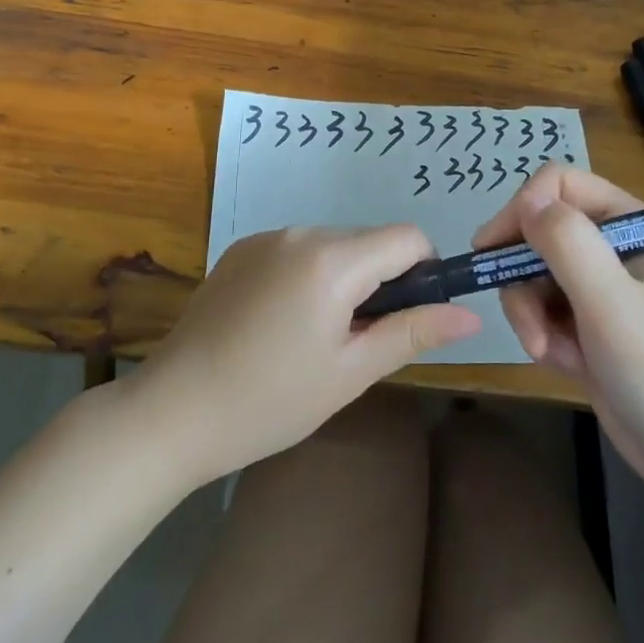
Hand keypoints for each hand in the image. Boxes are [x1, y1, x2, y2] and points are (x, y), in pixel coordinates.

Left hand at [129, 225, 480, 486]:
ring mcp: (266, 237)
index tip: (410, 317)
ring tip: (315, 337)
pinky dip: (309, 275)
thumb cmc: (270, 401)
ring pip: (333, 245)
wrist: (172, 410)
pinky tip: (281, 323)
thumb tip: (471, 314)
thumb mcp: (350, 373)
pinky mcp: (240, 248)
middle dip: (381, 280)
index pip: (407, 237)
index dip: (424, 272)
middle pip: (369, 240)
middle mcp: (301, 232)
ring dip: (344, 279)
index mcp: (332, 259)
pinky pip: (297, 249)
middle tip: (358, 341)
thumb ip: (412, 332)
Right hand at [475, 164, 643, 483]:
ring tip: (545, 350)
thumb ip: (567, 243)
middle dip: (522, 275)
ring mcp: (600, 285)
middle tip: (521, 316)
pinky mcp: (588, 322)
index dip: (524, 208)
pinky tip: (562, 363)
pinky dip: (542, 333)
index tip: (494, 248)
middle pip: (539, 231)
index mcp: (631, 223)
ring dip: (529, 311)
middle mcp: (613, 245)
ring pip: (533, 272)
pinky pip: (543, 308)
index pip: (560, 185)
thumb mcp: (610, 302)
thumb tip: (527, 200)